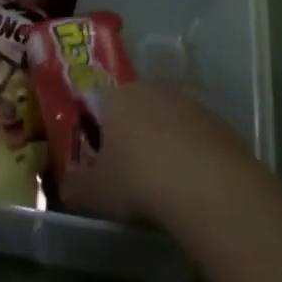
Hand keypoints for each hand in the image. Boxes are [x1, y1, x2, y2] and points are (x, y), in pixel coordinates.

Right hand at [62, 81, 258, 226]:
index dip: (91, 127)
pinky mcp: (215, 120)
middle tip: (125, 169)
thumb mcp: (96, 193)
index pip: (94, 101)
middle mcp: (149, 88)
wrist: (208, 184)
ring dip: (159, 140)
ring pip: (163, 118)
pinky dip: (187, 152)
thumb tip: (65, 187)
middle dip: (126, 132)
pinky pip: (191, 133)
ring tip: (159, 179)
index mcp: (115, 97)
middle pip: (131, 106)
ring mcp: (186, 101)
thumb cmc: (139, 181)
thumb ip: (75, 187)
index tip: (93, 156)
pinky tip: (188, 181)